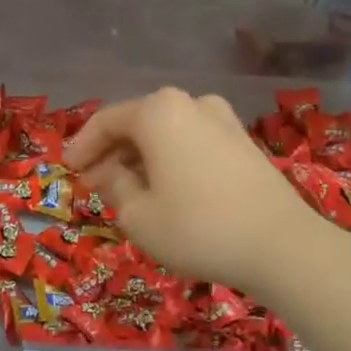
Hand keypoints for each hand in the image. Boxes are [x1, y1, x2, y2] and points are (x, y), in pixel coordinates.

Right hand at [64, 88, 321, 301]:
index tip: (68, 170)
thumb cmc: (197, 228)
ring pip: (167, 133)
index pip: (106, 121)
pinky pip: (192, 143)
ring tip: (128, 189)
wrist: (282, 246)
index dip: (82, 146)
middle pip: (138, 122)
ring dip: (141, 156)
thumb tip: (109, 173)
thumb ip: (114, 187)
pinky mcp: (244, 143)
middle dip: (112, 151)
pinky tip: (165, 189)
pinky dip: (171, 160)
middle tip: (94, 181)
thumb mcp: (138, 215)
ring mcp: (223, 120)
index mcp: (158, 112)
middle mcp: (191, 103)